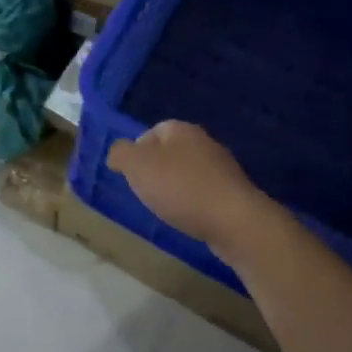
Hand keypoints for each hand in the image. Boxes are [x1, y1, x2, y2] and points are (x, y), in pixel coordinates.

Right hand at [107, 121, 265, 250]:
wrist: (234, 221)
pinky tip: (188, 218)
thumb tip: (118, 154)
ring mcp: (222, 168)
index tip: (131, 174)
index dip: (137, 151)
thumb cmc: (180, 187)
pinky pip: (204, 193)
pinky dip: (192, 203)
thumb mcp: (136, 165)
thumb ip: (120, 153)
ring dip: (175, 188)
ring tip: (165, 208)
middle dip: (156, 170)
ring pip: (188, 173)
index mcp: (181, 130)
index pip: (153, 131)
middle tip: (145, 191)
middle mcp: (204, 142)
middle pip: (171, 152)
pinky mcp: (234, 194)